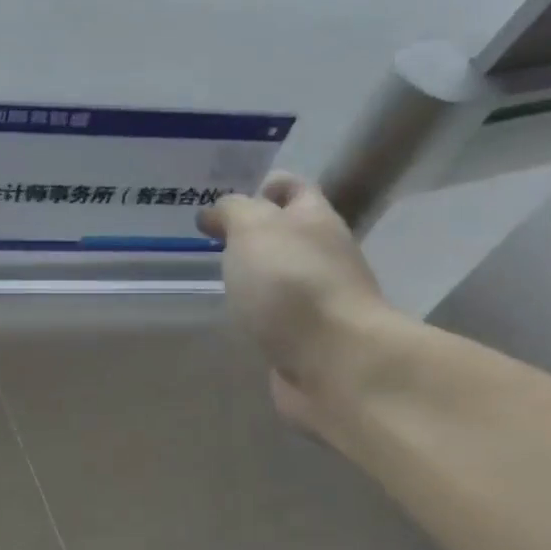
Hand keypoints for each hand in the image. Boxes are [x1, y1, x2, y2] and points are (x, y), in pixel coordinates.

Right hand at [199, 173, 394, 435]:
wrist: (335, 362)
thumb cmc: (291, 283)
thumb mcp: (253, 229)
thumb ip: (234, 211)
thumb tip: (219, 211)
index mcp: (315, 219)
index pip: (294, 189)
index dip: (267, 187)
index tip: (230, 203)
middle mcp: (324, 255)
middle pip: (292, 235)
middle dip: (258, 234)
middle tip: (215, 241)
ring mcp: (321, 301)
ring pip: (285, 278)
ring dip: (259, 276)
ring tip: (222, 280)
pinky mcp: (310, 340)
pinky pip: (281, 317)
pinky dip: (263, 313)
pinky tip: (240, 319)